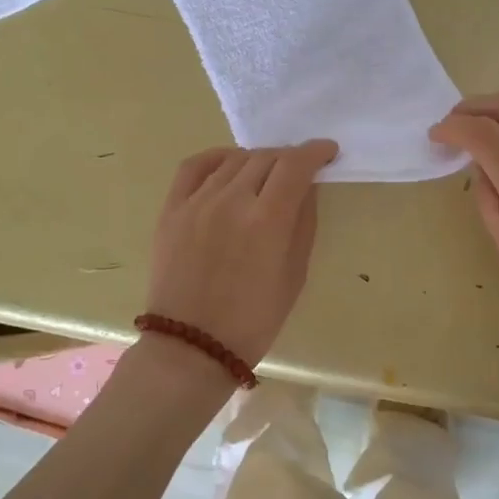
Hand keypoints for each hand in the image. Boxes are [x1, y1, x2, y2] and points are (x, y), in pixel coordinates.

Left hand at [145, 140, 338, 364]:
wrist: (192, 346)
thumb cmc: (254, 320)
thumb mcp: (294, 275)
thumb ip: (303, 224)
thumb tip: (306, 188)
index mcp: (267, 220)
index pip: (296, 165)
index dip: (315, 152)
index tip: (327, 151)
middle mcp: (231, 200)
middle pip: (266, 158)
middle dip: (289, 158)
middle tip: (299, 170)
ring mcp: (197, 202)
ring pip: (233, 160)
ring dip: (257, 160)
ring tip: (265, 173)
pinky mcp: (171, 209)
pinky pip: (194, 167)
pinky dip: (216, 158)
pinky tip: (228, 165)